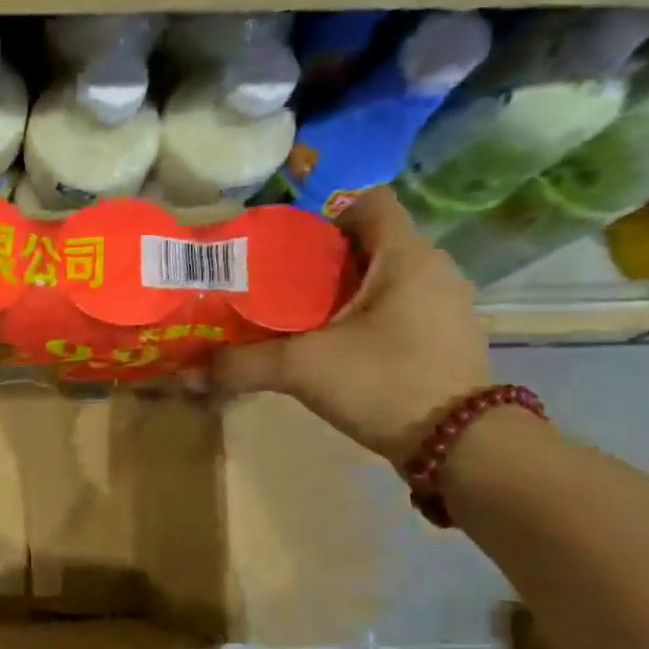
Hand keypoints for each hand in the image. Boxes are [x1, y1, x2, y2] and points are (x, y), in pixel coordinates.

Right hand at [216, 188, 492, 464]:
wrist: (460, 446)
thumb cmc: (386, 382)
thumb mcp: (304, 369)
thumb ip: (243, 365)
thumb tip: (187, 373)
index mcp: (406, 256)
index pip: (369, 202)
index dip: (324, 213)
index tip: (285, 245)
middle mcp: (431, 270)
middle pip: (369, 242)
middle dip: (320, 259)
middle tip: (274, 285)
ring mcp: (442, 305)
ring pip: (381, 278)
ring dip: (340, 291)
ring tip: (296, 317)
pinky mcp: (441, 338)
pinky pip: (394, 308)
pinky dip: (361, 317)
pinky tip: (331, 346)